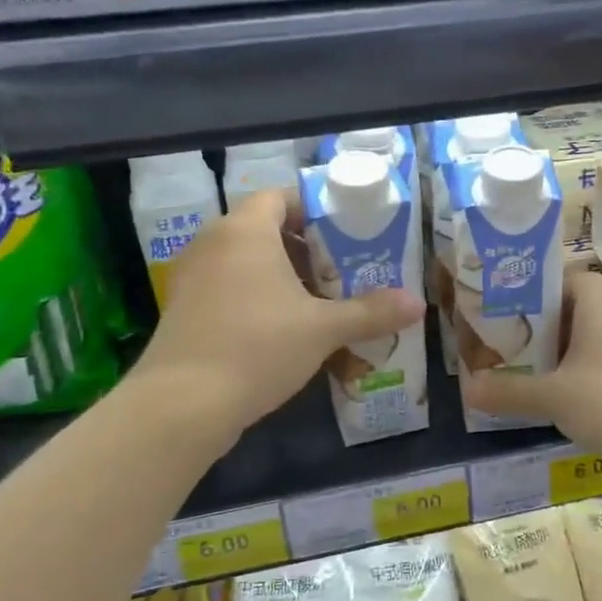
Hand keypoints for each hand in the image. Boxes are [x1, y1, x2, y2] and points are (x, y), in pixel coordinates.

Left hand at [134, 190, 423, 447]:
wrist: (183, 403)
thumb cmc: (258, 347)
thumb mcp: (323, 329)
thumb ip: (371, 312)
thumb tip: (418, 304)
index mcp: (246, 231)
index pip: (280, 197)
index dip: (314, 211)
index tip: (345, 234)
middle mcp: (213, 243)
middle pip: (264, 229)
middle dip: (305, 249)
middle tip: (341, 273)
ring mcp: (193, 276)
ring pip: (245, 261)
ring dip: (281, 276)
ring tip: (317, 304)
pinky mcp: (184, 309)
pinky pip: (228, 287)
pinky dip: (256, 297)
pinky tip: (281, 332)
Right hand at [465, 268, 601, 468]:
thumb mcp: (552, 397)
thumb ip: (508, 391)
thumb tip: (468, 389)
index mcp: (601, 297)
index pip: (557, 279)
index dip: (527, 295)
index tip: (499, 318)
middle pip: (575, 309)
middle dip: (542, 329)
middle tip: (507, 350)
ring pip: (595, 337)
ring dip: (566, 354)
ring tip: (532, 376)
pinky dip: (590, 373)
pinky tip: (570, 400)